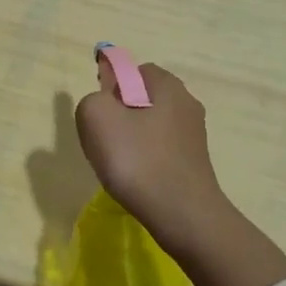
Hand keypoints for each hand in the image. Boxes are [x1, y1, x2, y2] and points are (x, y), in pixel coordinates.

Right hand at [75, 61, 227, 246]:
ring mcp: (194, 136)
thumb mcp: (96, 116)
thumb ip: (92, 99)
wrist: (182, 216)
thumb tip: (102, 104)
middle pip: (142, 99)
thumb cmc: (138, 159)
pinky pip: (160, 151)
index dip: (111, 86)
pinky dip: (144, 160)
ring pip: (149, 127)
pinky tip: (135, 180)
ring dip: (130, 141)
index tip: (100, 113)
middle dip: (119, 115)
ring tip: (118, 165)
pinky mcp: (194, 163)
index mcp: (167, 85)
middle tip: (104, 140)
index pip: (133, 70)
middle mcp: (186, 104)